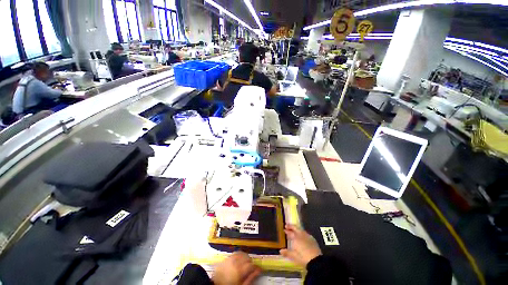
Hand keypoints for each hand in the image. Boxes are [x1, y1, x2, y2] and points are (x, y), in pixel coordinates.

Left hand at [212, 251, 260, 284]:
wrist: (215, 284)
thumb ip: (250, 278)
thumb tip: (258, 271)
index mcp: (240, 269)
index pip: (252, 264)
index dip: (256, 267)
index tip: (258, 269)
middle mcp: (235, 261)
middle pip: (247, 257)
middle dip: (250, 262)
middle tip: (251, 268)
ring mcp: (231, 258)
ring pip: (242, 253)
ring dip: (245, 257)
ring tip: (245, 264)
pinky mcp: (227, 257)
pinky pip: (236, 253)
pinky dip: (239, 255)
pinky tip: (239, 260)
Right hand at [280, 224, 321, 266]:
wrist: (316, 260)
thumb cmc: (303, 257)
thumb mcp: (294, 256)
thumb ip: (287, 252)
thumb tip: (280, 251)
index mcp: (296, 237)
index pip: (290, 232)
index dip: (287, 230)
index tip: (284, 229)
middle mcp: (301, 234)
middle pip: (296, 228)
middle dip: (291, 226)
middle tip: (287, 226)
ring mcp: (308, 236)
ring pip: (301, 230)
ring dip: (297, 229)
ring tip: (294, 231)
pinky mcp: (313, 239)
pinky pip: (306, 234)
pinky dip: (302, 233)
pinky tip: (302, 237)